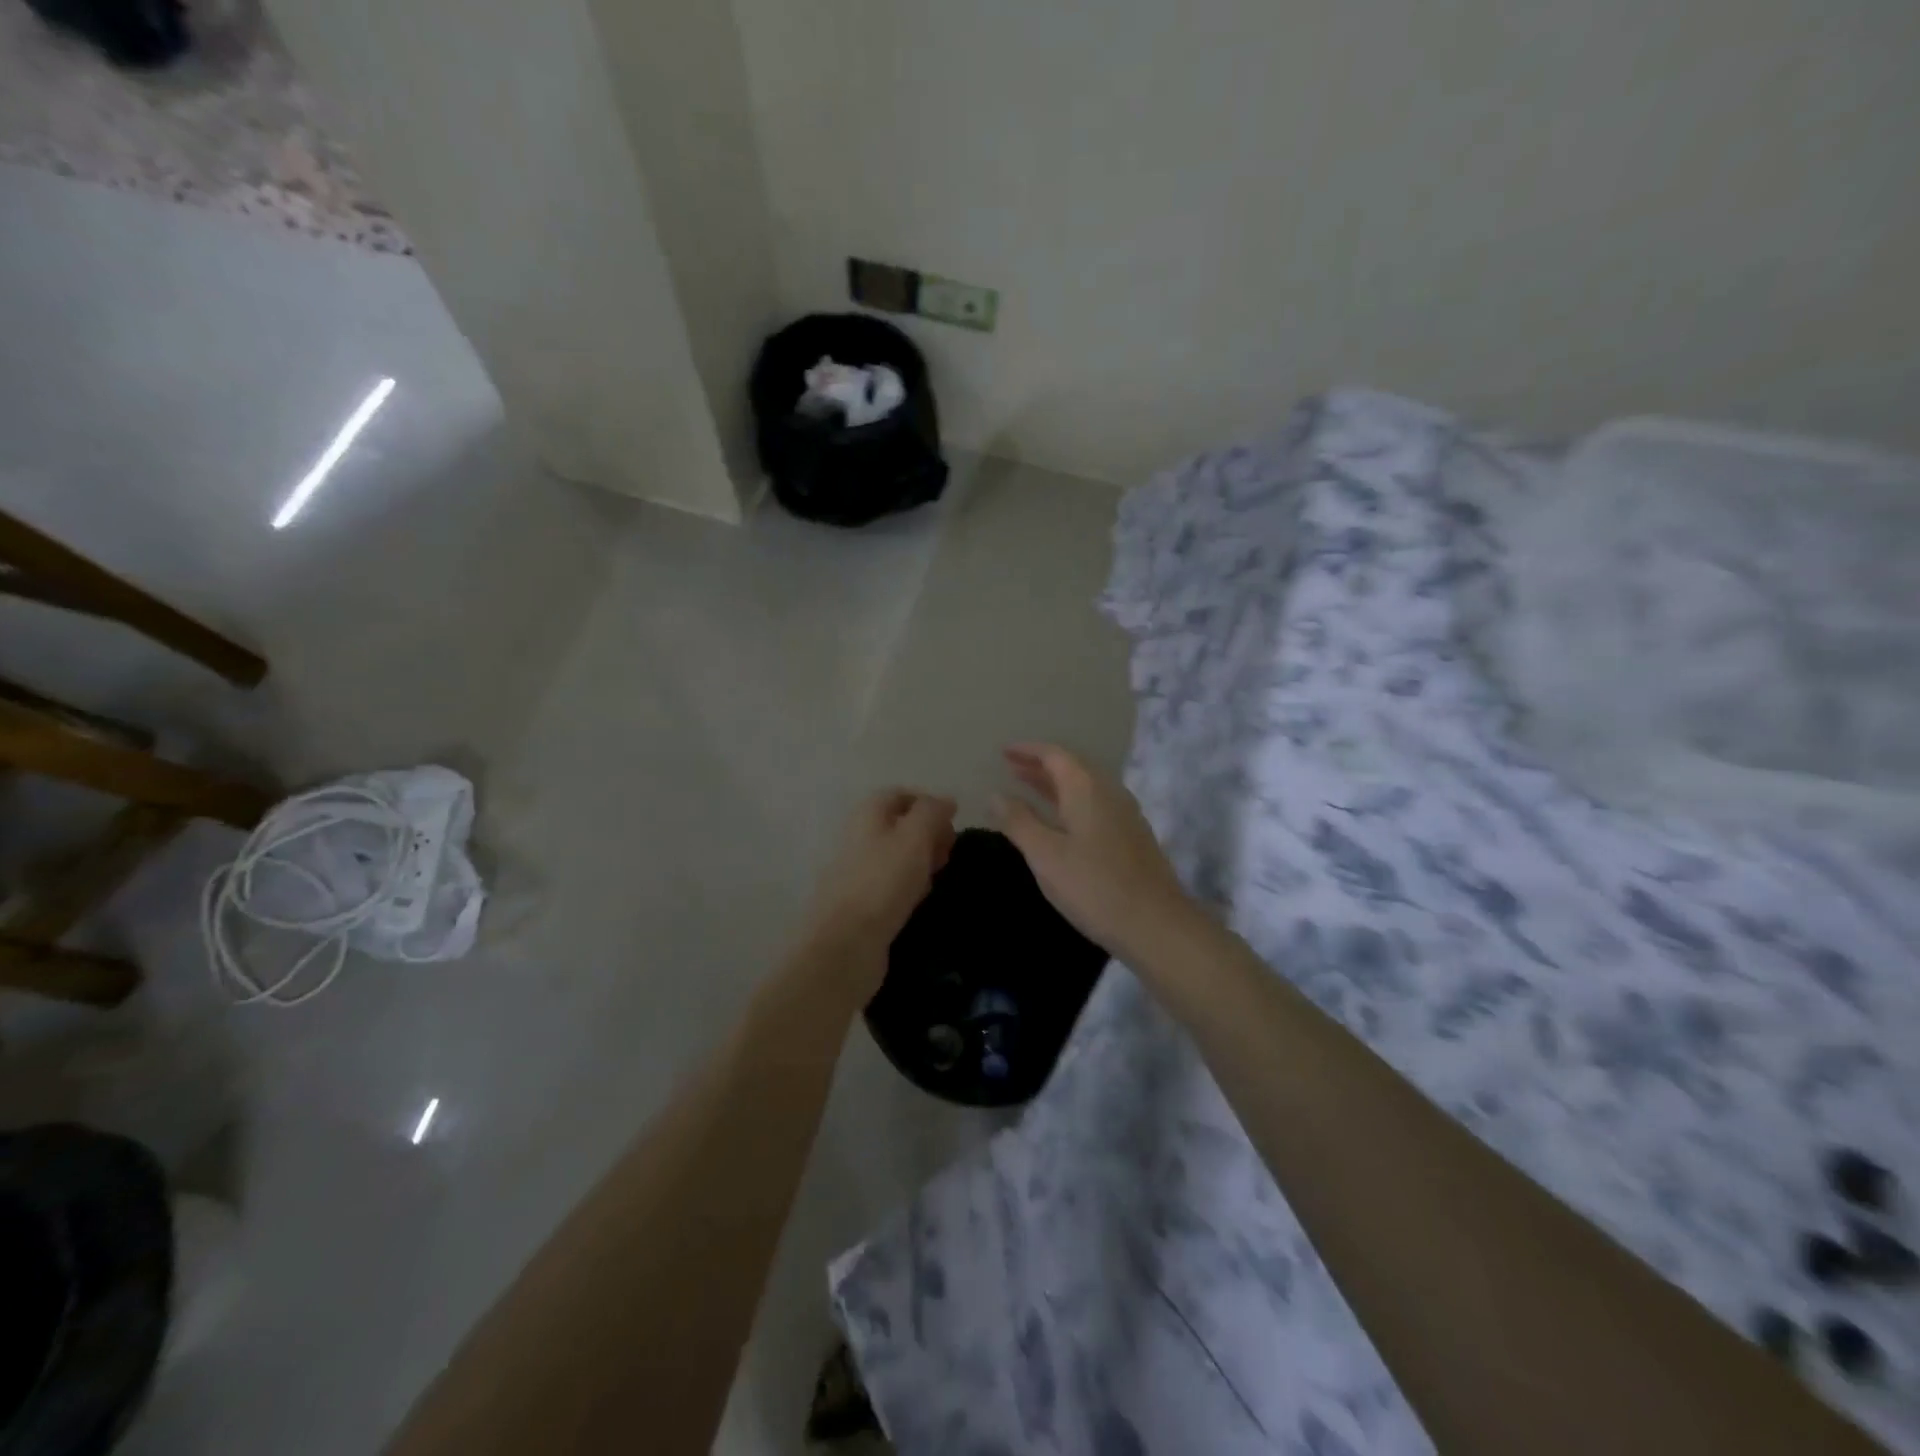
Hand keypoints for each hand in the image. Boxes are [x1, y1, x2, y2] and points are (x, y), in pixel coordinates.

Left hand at [800, 789, 957, 1000]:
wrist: (846, 943)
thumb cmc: (883, 881)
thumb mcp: (915, 837)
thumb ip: (932, 812)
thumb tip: (946, 800)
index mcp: (868, 814)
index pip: (901, 795)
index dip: (929, 805)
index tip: (953, 824)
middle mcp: (859, 836)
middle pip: (900, 825)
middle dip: (929, 835)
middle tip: (947, 854)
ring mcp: (858, 870)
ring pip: (898, 856)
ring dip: (921, 862)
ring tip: (937, 878)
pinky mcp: (861, 901)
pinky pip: (892, 884)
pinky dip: (910, 887)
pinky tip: (920, 901)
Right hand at [994, 744, 1195, 960]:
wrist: (1156, 924)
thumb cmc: (1093, 886)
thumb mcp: (1045, 855)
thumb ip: (1018, 821)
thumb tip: (995, 794)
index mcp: (1086, 788)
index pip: (1054, 755)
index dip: (1028, 751)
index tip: (1004, 751)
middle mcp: (1109, 792)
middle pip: (1072, 768)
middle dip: (1040, 766)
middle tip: (1012, 768)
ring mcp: (1125, 814)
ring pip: (1085, 788)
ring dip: (1056, 785)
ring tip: (1030, 790)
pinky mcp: (1132, 837)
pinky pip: (1096, 806)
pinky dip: (1072, 803)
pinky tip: (1063, 822)